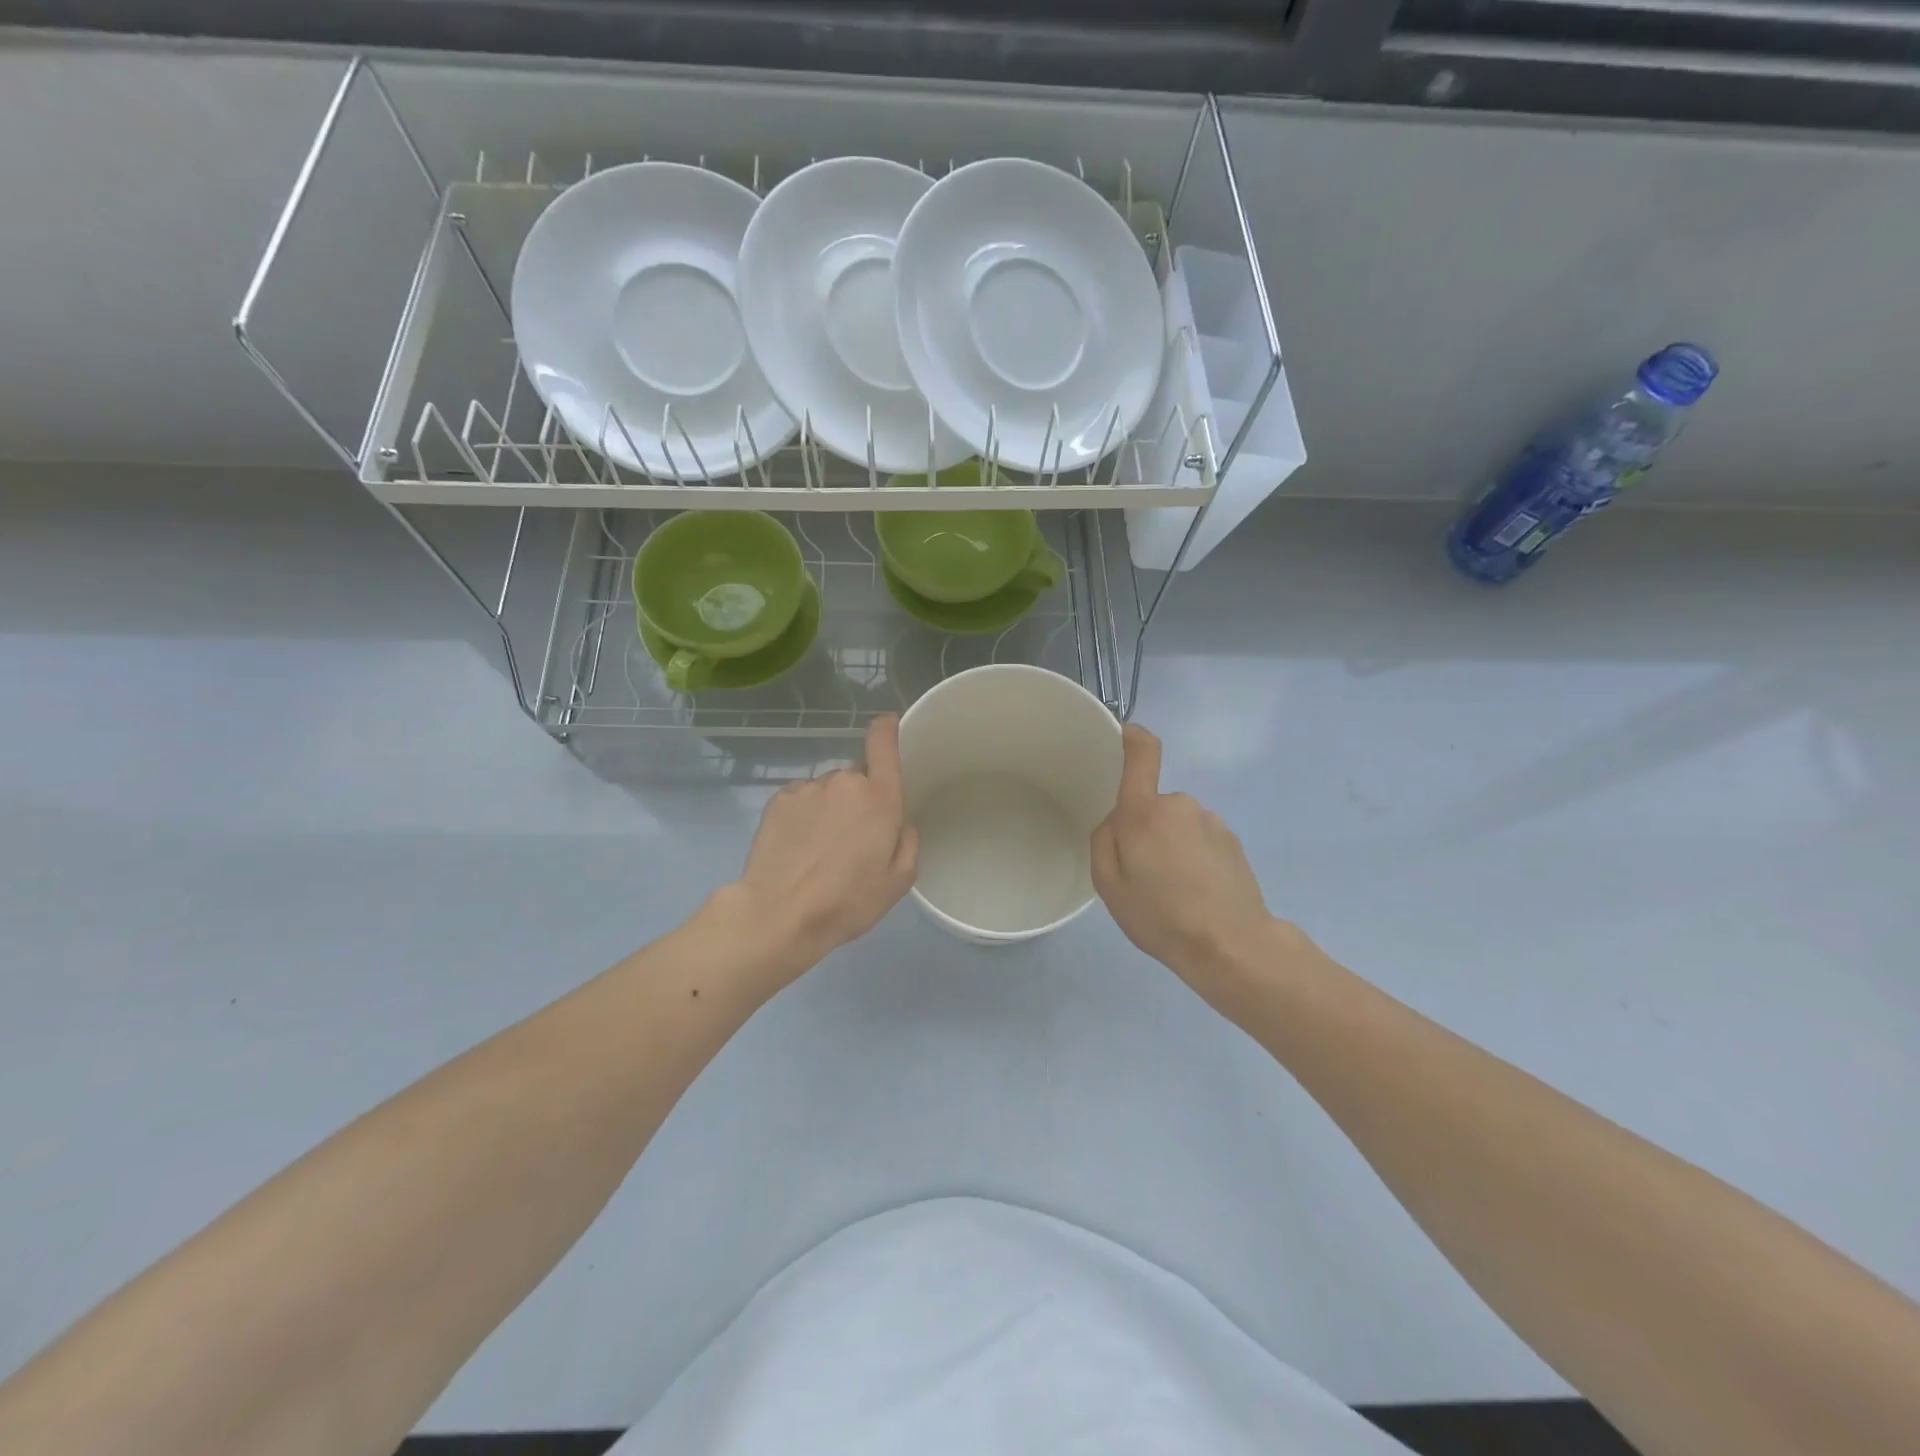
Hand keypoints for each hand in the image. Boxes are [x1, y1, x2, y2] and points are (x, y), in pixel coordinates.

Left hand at [729, 715, 918, 964]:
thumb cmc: (848, 900)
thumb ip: (907, 841)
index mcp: (880, 797)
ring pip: (827, 790)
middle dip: (858, 800)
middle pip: (857, 779)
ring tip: (819, 850)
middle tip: (852, 840)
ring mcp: (807, 788)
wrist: (780, 914)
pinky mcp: (778, 800)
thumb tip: (899, 823)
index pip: (884, 744)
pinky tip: (798, 847)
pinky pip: (801, 799)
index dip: (887, 728)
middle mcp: (844, 781)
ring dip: (829, 809)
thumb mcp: (898, 881)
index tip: (888, 724)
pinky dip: (803, 816)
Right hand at [1091, 724, 1293, 1003]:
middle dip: (1144, 829)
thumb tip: (1116, 822)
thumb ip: (1103, 841)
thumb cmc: (1161, 916)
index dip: (1131, 736)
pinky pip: (1200, 840)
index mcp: (1145, 811)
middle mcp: (1180, 805)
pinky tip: (1196, 893)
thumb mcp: (1109, 885)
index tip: (1121, 734)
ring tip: (1172, 891)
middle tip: (1141, 873)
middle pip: (1152, 804)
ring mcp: (1212, 822)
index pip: (1142, 752)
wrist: (1231, 946)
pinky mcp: (1233, 842)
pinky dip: (1194, 858)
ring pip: (1177, 824)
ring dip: (1171, 846)